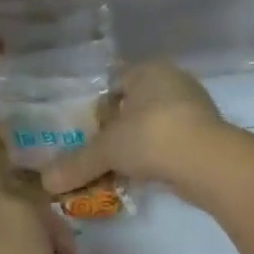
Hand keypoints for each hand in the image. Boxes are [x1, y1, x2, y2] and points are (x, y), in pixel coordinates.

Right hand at [40, 61, 232, 200]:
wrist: (208, 162)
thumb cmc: (152, 137)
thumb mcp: (107, 150)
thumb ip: (77, 163)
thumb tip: (45, 182)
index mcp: (149, 70)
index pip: (115, 80)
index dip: (96, 105)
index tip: (83, 130)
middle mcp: (174, 82)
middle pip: (134, 106)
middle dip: (116, 130)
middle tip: (96, 153)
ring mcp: (194, 110)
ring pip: (153, 127)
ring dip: (135, 148)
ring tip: (115, 170)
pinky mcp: (205, 137)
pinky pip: (169, 145)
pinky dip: (154, 159)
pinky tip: (141, 178)